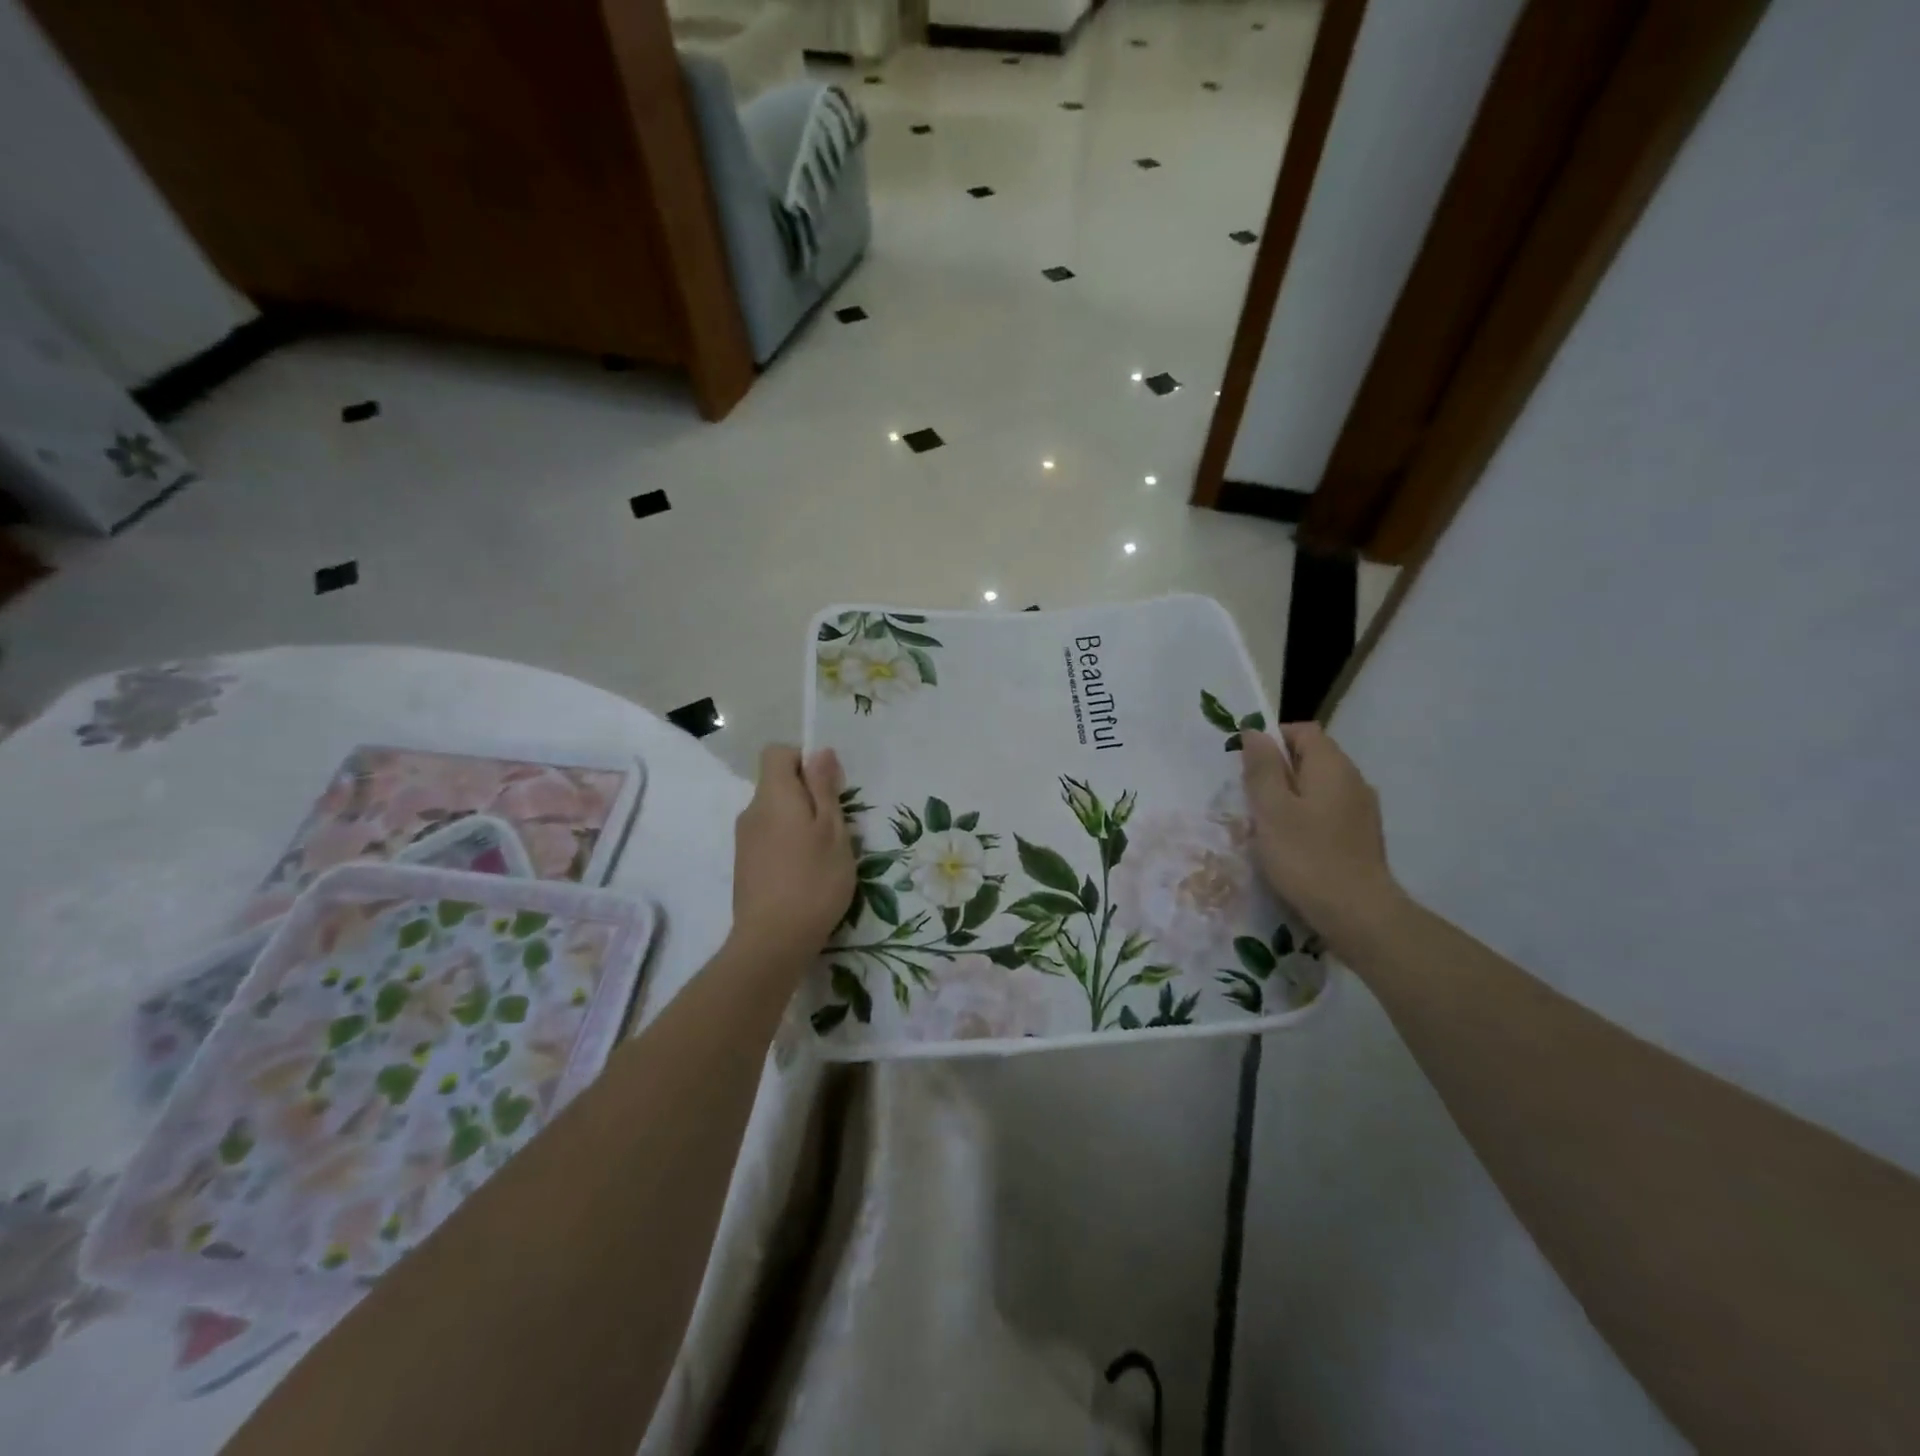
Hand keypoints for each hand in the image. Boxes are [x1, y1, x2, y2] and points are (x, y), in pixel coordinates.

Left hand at [731, 745, 855, 955]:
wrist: (773, 941)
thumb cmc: (814, 880)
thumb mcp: (832, 830)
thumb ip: (824, 788)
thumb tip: (819, 752)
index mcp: (773, 795)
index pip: (778, 753)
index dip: (804, 760)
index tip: (828, 787)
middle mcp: (752, 811)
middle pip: (777, 784)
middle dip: (807, 795)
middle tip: (835, 826)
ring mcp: (744, 840)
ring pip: (775, 813)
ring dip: (799, 822)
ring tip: (823, 854)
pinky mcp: (744, 865)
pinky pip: (769, 837)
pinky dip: (788, 844)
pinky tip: (805, 873)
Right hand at [1242, 725, 1400, 939]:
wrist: (1357, 913)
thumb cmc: (1306, 856)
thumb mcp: (1271, 810)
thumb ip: (1262, 768)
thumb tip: (1254, 732)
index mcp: (1332, 766)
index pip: (1303, 731)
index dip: (1273, 739)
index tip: (1247, 765)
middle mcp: (1353, 779)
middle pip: (1312, 757)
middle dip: (1278, 770)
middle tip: (1251, 798)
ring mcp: (1362, 809)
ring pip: (1319, 786)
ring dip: (1291, 796)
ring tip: (1267, 824)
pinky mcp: (1362, 835)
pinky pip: (1328, 811)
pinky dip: (1307, 816)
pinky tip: (1292, 844)